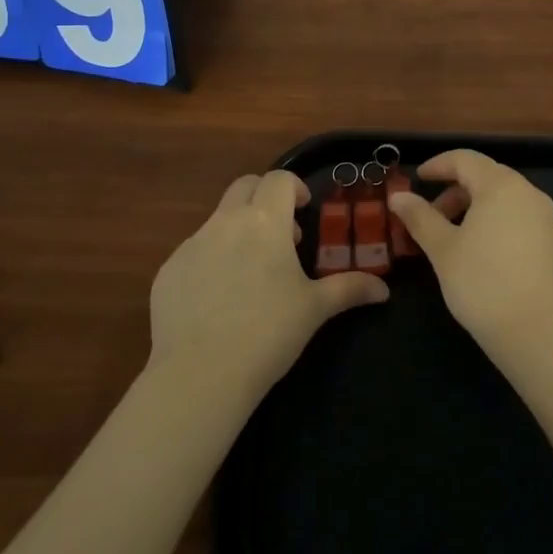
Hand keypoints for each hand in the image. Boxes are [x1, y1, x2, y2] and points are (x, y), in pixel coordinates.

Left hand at [149, 170, 387, 404]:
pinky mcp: (168, 270)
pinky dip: (211, 260)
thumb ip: (350, 289)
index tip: (303, 211)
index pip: (279, 179)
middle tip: (280, 233)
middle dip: (264, 198)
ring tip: (251, 272)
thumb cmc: (268, 332)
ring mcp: (192, 244)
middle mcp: (226, 222)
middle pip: (244, 186)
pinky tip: (218, 299)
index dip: (294, 188)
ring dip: (238, 230)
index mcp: (264, 221)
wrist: (201, 374)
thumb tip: (384, 290)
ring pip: (218, 219)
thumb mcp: (315, 309)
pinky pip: (194, 251)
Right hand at [389, 150, 552, 365]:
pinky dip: (492, 220)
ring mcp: (544, 216)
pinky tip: (478, 250)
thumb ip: (420, 217)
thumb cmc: (483, 284)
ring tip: (450, 237)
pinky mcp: (552, 240)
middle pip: (485, 176)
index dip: (437, 165)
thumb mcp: (443, 250)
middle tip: (429, 216)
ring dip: (472, 206)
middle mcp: (527, 192)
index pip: (465, 159)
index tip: (417, 178)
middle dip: (454, 190)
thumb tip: (398, 197)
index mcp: (501, 186)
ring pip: (502, 197)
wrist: (539, 334)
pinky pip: (517, 215)